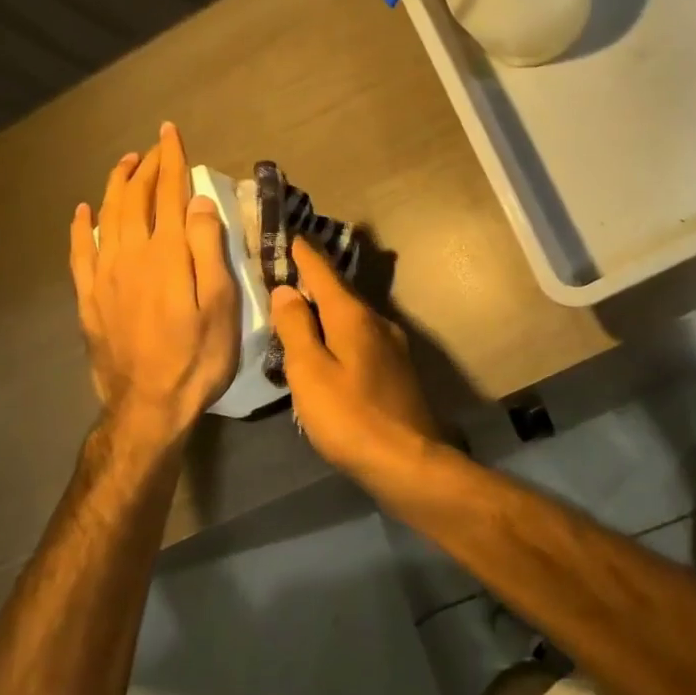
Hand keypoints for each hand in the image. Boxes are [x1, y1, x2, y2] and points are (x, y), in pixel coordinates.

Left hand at [71, 123, 239, 445]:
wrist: (148, 406)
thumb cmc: (197, 357)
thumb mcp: (220, 305)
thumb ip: (207, 249)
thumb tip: (197, 201)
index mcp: (166, 254)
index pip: (168, 194)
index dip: (171, 161)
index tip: (171, 133)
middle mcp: (130, 255)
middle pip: (135, 199)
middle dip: (146, 167)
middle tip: (155, 146)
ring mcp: (104, 276)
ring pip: (106, 217)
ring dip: (116, 186)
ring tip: (125, 164)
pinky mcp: (89, 298)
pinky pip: (80, 251)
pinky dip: (82, 226)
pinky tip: (83, 212)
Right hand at [269, 237, 438, 478]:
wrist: (408, 461)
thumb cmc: (350, 417)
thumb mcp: (310, 372)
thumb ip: (296, 328)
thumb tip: (287, 289)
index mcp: (353, 316)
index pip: (323, 272)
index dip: (305, 253)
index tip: (291, 233)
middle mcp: (377, 322)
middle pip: (340, 291)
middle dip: (315, 279)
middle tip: (288, 269)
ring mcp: (392, 346)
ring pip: (352, 316)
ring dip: (328, 307)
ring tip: (303, 306)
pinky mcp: (397, 369)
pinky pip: (361, 337)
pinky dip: (340, 331)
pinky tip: (329, 345)